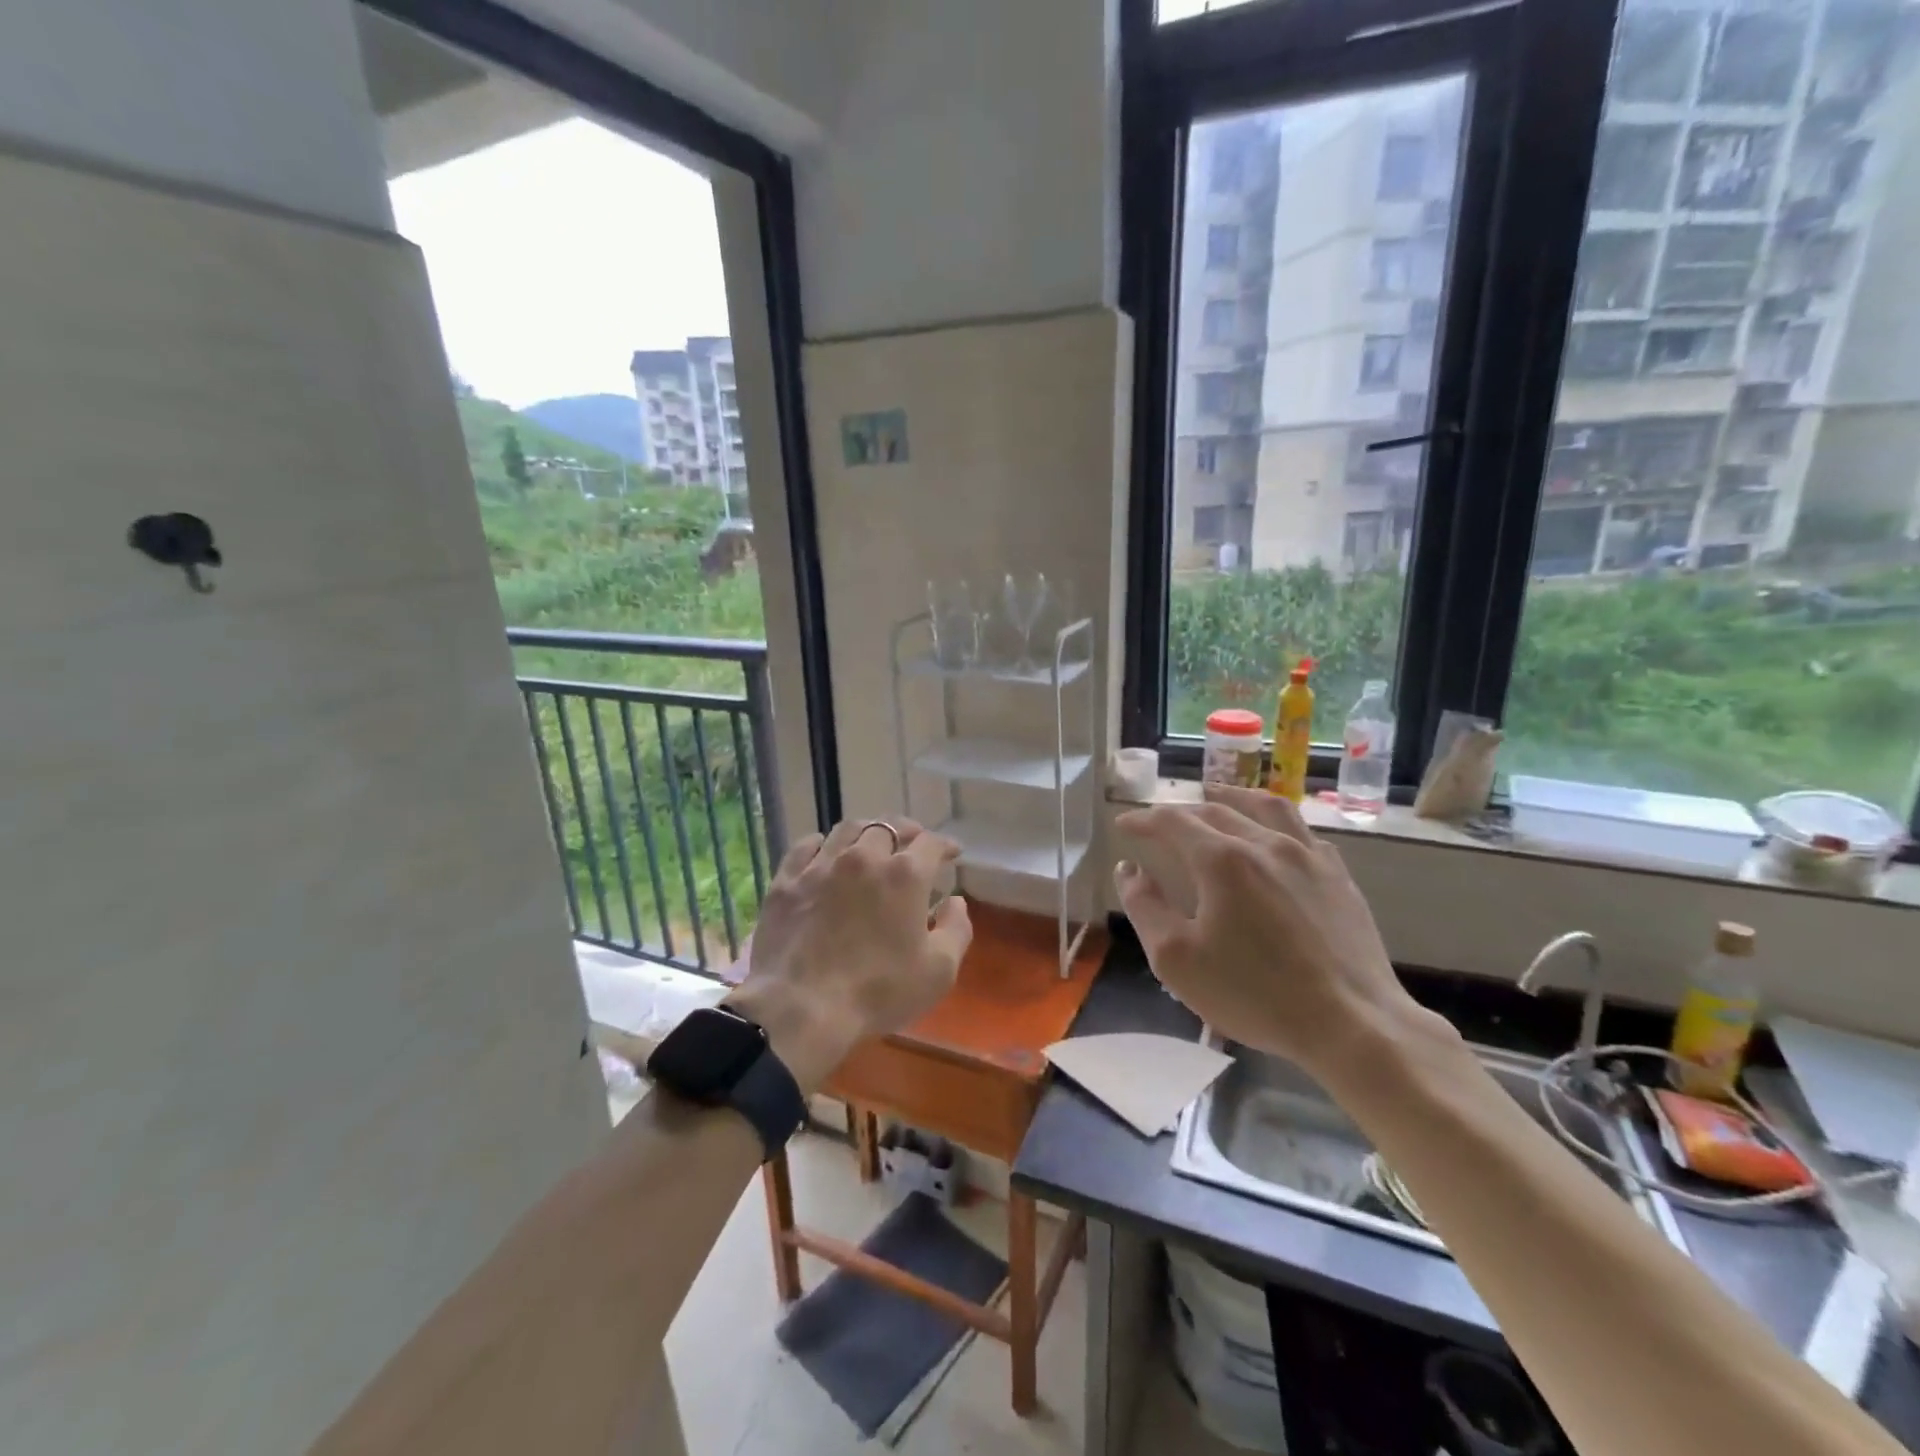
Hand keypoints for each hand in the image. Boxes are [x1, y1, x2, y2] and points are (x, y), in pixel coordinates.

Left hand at [725, 818, 971, 1093]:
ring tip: (871, 843)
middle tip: (912, 845)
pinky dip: (823, 844)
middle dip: (906, 832)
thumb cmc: (878, 991)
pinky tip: (826, 853)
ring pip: (848, 829)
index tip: (951, 853)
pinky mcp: (787, 880)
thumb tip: (954, 901)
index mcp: (905, 875)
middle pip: (889, 827)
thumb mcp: (938, 971)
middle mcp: (864, 857)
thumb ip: (956, 929)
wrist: (802, 1007)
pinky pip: (806, 846)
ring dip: (867, 832)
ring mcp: (821, 865)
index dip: (944, 845)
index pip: (930, 843)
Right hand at [1113, 785, 1431, 1078]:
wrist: (1352, 1024)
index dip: (1144, 819)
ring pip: (1264, 807)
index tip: (1124, 824)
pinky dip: (1274, 821)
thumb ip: (1145, 907)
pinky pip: (1301, 830)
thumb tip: (1129, 870)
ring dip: (1231, 797)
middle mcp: (1265, 843)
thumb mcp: (1176, 959)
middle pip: (1215, 811)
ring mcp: (1308, 856)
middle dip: (1180, 811)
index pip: (1173, 822)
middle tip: (1159, 820)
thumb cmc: (1254, 994)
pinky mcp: (1338, 876)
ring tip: (1216, 794)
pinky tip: (1273, 834)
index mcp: (1222, 860)